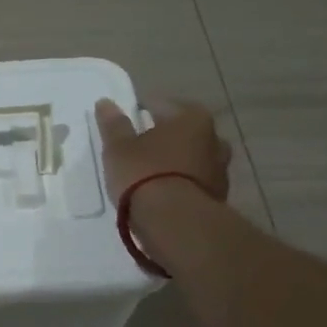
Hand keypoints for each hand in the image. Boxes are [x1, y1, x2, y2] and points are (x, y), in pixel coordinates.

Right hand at [93, 96, 230, 203]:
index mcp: (193, 118)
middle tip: (138, 150)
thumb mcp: (119, 148)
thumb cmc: (145, 175)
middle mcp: (214, 139)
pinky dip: (181, 185)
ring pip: (191, 159)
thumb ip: (114, 125)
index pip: (162, 105)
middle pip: (182, 133)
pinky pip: (194, 183)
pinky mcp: (218, 198)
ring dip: (174, 163)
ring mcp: (220, 170)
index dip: (141, 112)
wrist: (175, 223)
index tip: (126, 125)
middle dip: (164, 138)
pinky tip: (162, 195)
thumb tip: (106, 103)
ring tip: (149, 176)